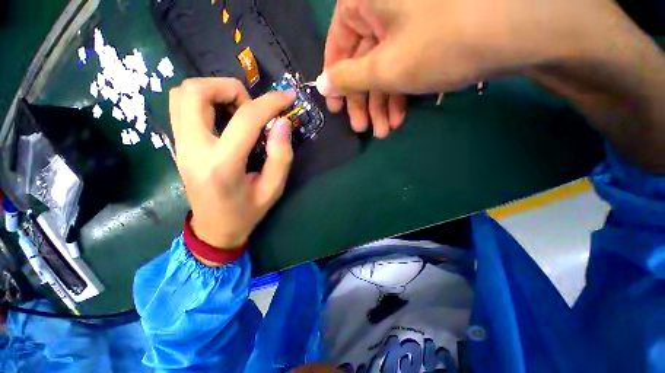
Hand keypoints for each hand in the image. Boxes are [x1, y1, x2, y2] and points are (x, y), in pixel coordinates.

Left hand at [169, 78, 294, 248]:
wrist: (211, 231)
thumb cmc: (242, 215)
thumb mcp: (271, 191)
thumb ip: (281, 155)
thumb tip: (281, 120)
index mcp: (220, 166)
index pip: (244, 118)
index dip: (270, 102)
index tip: (286, 98)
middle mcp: (192, 149)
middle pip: (196, 92)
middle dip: (227, 87)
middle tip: (245, 105)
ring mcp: (179, 144)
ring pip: (183, 92)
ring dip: (211, 89)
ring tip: (229, 107)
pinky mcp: (176, 142)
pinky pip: (178, 104)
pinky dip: (199, 97)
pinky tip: (217, 113)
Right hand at [319, 0, 619, 102]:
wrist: (503, 33)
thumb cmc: (438, 44)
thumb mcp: (388, 66)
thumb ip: (349, 78)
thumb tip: (323, 84)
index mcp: (360, 4)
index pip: (337, 45)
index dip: (336, 81)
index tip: (338, 110)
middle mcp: (381, 7)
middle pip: (364, 56)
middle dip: (365, 96)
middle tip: (366, 129)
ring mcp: (408, 19)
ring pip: (387, 60)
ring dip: (386, 96)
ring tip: (387, 130)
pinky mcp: (431, 32)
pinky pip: (408, 58)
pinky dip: (405, 85)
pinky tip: (404, 113)